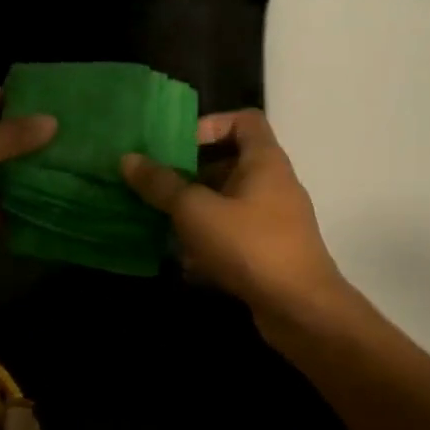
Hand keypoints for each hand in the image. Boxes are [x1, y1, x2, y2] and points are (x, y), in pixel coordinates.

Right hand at [121, 109, 348, 324]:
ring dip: (196, 210)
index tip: (178, 145)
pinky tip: (183, 261)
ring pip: (228, 202)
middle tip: (157, 185)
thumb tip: (128, 159)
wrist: (301, 310)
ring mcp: (274, 220)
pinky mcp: (269, 252)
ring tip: (161, 221)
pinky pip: (233, 235)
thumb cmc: (249, 245)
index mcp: (264, 161)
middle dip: (191, 173)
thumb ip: (161, 184)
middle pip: (230, 163)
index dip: (211, 124)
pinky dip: (209, 241)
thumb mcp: (196, 211)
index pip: (244, 120)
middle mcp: (273, 184)